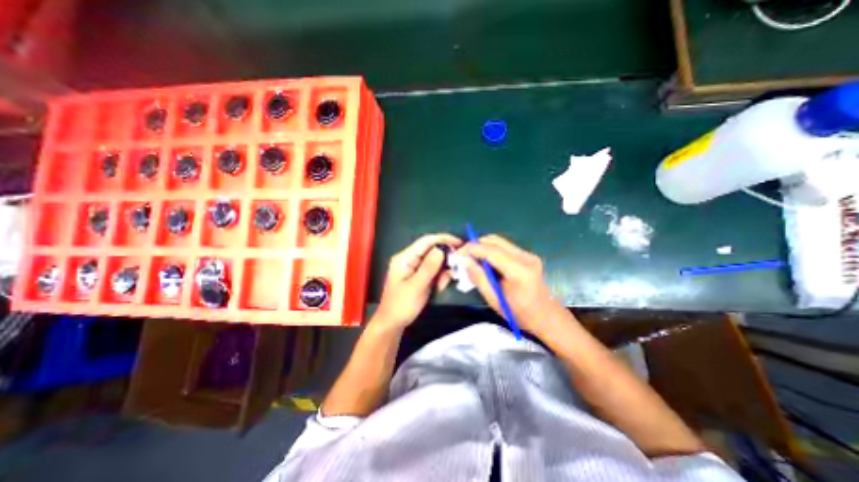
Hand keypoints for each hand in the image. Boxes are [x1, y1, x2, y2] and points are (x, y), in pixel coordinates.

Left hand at [374, 233, 462, 331]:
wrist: (392, 324)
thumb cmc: (401, 306)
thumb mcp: (417, 287)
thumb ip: (429, 267)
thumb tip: (441, 249)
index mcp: (405, 257)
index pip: (426, 241)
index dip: (444, 239)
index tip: (460, 243)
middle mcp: (409, 258)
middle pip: (431, 250)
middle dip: (444, 259)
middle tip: (455, 270)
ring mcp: (413, 267)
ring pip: (434, 261)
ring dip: (442, 271)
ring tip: (441, 285)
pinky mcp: (417, 275)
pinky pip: (432, 270)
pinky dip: (438, 277)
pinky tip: (438, 287)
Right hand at [459, 233, 568, 332]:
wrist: (544, 315)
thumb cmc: (518, 312)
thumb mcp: (494, 299)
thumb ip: (479, 277)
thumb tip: (465, 261)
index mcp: (519, 270)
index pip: (491, 251)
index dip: (472, 249)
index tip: (458, 254)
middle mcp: (525, 257)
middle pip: (495, 240)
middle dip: (476, 244)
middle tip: (463, 255)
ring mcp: (527, 254)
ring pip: (498, 241)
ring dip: (482, 246)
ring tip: (471, 258)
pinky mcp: (526, 255)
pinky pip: (503, 247)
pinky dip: (490, 250)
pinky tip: (484, 260)